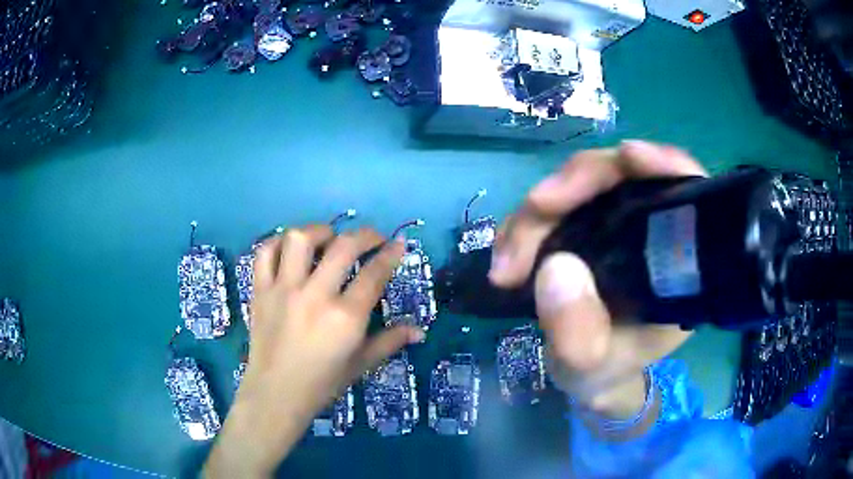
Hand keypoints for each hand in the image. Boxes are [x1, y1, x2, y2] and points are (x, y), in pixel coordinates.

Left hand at [204, 226, 423, 477]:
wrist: (276, 394)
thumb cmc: (322, 383)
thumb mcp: (361, 364)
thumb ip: (390, 341)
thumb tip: (420, 330)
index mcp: (345, 318)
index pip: (374, 274)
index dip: (391, 254)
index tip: (399, 243)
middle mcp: (315, 296)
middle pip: (343, 247)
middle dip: (365, 235)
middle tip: (373, 238)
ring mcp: (283, 290)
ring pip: (300, 240)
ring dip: (319, 231)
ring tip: (328, 238)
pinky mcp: (260, 291)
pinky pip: (265, 253)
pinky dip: (278, 243)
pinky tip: (291, 249)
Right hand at [489, 141, 707, 427]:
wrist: (587, 372)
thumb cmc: (603, 370)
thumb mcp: (591, 366)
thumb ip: (579, 334)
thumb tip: (555, 268)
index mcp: (677, 261)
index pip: (684, 191)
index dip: (663, 164)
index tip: (630, 158)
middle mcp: (650, 228)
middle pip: (621, 174)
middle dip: (574, 184)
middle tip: (534, 213)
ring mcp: (614, 220)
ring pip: (581, 183)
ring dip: (540, 206)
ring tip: (509, 253)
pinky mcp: (582, 223)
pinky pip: (555, 203)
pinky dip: (529, 218)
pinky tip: (508, 245)